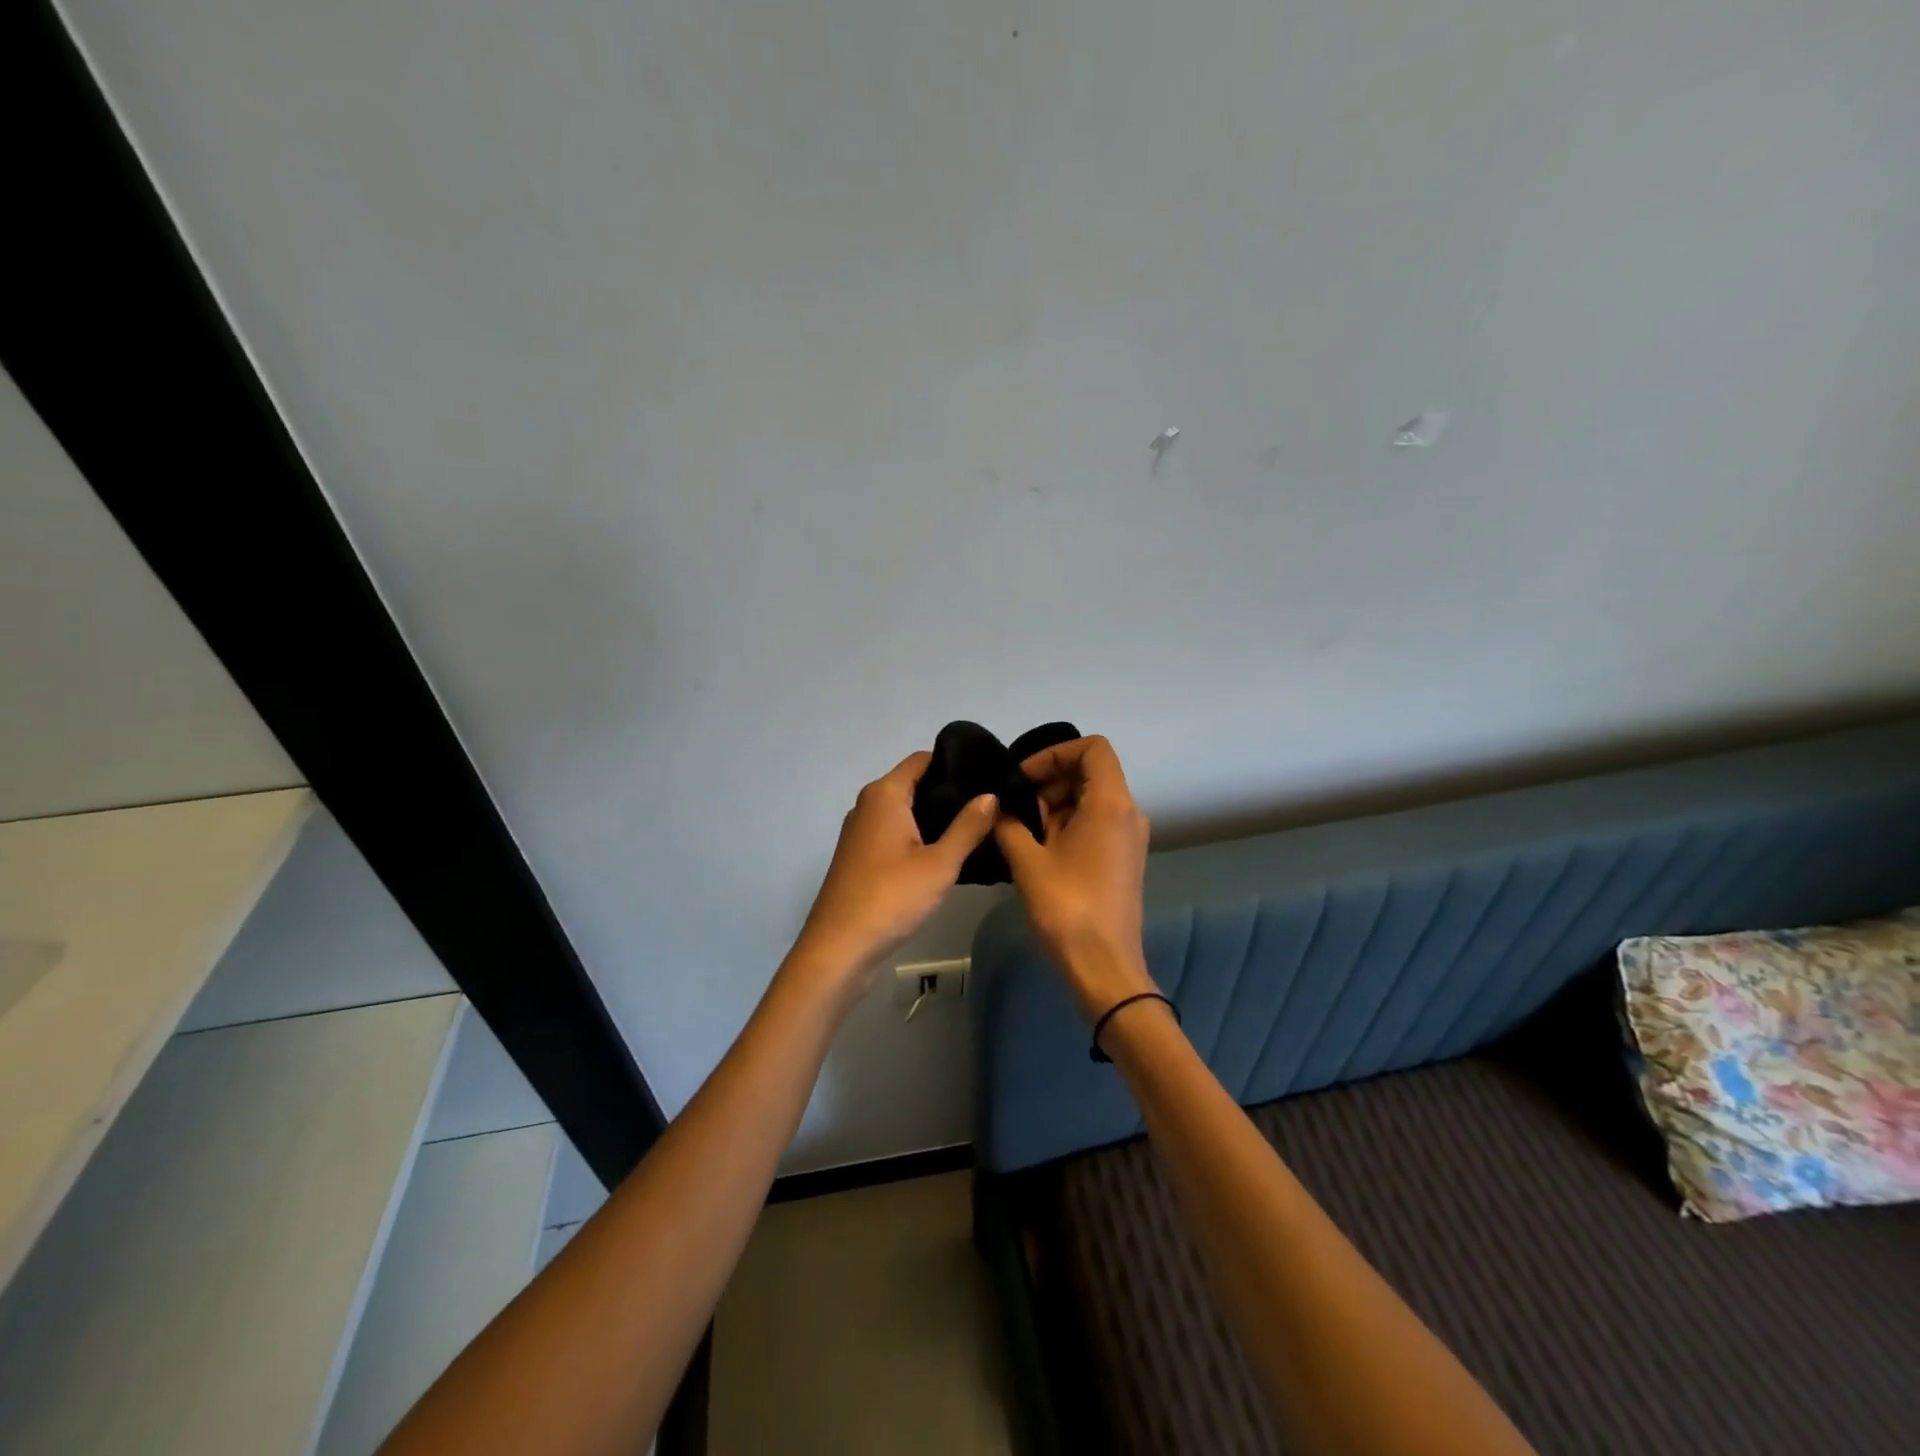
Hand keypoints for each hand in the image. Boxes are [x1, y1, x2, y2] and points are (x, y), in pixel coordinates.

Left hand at [789, 751, 997, 998]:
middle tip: (990, 804)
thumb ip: (968, 827)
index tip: (988, 774)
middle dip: (949, 791)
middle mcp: (868, 805)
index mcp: (884, 794)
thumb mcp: (940, 863)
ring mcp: (860, 831)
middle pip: (914, 783)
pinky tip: (946, 854)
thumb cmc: (891, 898)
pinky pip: (895, 832)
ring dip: (935, 817)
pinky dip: (919, 835)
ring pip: (905, 810)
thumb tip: (991, 794)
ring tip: (977, 827)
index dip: (955, 762)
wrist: (839, 948)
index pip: (923, 759)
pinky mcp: (860, 856)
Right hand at [994, 736, 1155, 1020]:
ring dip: (1056, 804)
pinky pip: (1096, 823)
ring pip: (1091, 799)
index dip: (1055, 753)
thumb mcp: (1027, 861)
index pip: (1093, 748)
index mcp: (1111, 804)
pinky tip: (1038, 847)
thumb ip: (1009, 825)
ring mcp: (1128, 838)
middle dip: (1050, 779)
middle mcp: (1128, 813)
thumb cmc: (1067, 907)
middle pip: (1091, 772)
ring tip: (1021, 828)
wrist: (1104, 966)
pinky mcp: (1123, 859)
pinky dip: (1068, 823)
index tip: (1024, 776)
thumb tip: (997, 809)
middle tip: (1016, 804)